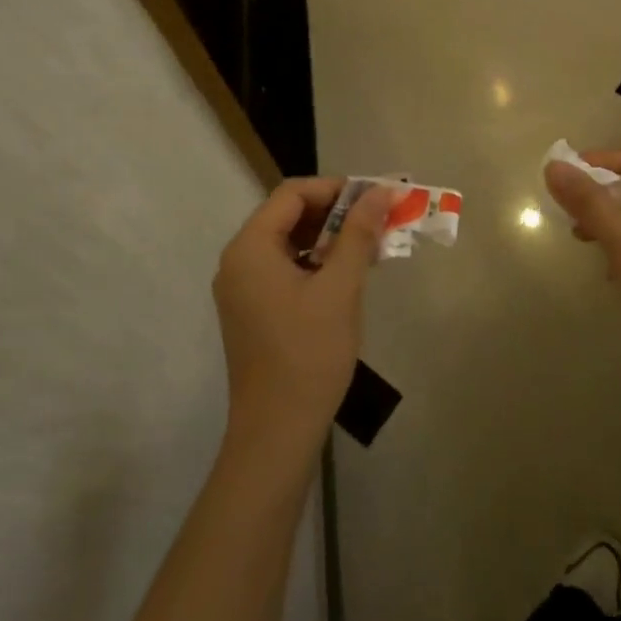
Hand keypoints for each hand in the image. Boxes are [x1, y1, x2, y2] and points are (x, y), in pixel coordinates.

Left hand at [213, 178, 393, 470]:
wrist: (277, 432)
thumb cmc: (309, 354)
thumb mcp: (340, 288)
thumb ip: (358, 233)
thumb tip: (381, 191)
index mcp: (250, 247)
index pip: (292, 194)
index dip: (335, 188)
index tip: (374, 199)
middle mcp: (238, 260)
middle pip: (288, 215)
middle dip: (335, 213)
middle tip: (377, 222)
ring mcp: (242, 288)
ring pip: (289, 243)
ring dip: (329, 239)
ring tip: (370, 248)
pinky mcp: (252, 310)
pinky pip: (285, 269)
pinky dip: (316, 263)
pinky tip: (347, 276)